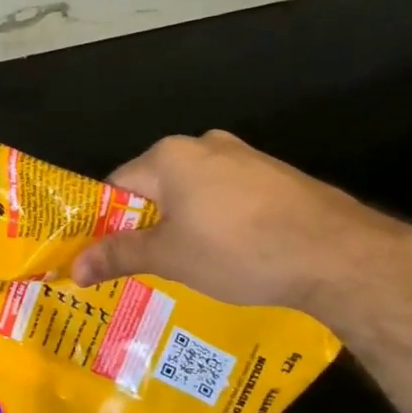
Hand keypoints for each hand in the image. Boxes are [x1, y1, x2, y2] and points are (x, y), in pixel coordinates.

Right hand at [71, 130, 411, 316]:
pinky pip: (229, 198)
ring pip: (194, 193)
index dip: (107, 222)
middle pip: (157, 187)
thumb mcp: (169, 257)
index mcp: (169, 155)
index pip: (117, 185)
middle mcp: (204, 145)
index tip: (104, 255)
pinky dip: (219, 223)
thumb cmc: (238, 249)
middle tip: (143, 266)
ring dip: (185, 225)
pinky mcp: (276, 177)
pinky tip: (232, 255)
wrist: (338, 255)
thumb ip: (118, 255)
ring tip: (187, 266)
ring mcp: (246, 158)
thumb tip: (73, 267)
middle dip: (148, 225)